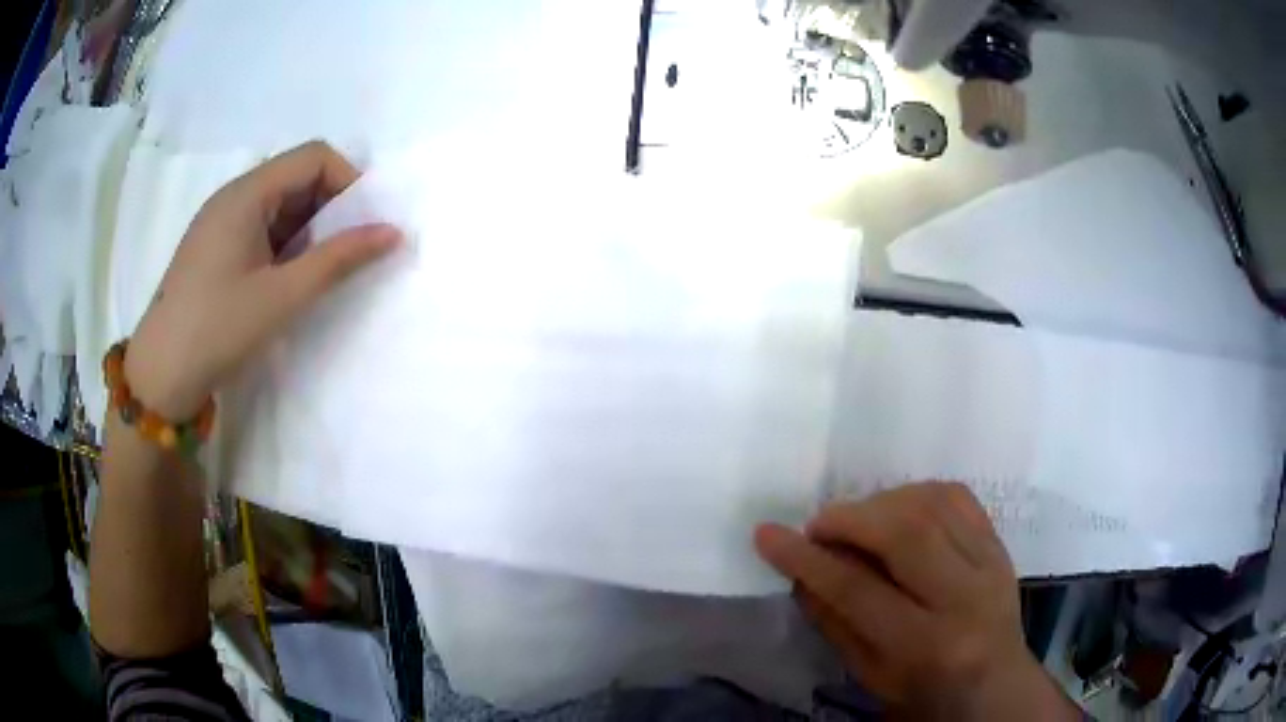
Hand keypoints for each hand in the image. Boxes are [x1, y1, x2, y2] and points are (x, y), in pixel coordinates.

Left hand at [125, 141, 399, 419]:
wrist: (160, 376)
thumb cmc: (218, 329)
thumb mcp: (282, 296)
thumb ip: (339, 260)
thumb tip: (393, 232)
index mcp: (247, 193)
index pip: (314, 157)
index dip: (348, 182)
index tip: (364, 227)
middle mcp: (233, 196)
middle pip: (297, 176)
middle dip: (331, 208)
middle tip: (347, 254)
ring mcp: (221, 222)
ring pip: (280, 205)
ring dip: (308, 230)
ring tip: (317, 273)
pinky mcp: (215, 247)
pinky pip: (261, 228)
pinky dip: (285, 245)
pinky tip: (286, 281)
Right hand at [755, 482, 1078, 719]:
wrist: (994, 683)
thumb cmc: (923, 689)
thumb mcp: (868, 673)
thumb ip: (833, 620)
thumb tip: (800, 568)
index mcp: (926, 646)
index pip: (858, 591)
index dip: (807, 559)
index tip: (768, 535)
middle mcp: (964, 599)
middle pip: (906, 535)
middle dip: (850, 519)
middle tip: (820, 526)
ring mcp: (990, 564)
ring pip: (932, 505)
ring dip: (882, 502)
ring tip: (857, 520)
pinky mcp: (1000, 544)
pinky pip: (957, 496)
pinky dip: (918, 492)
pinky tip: (897, 508)